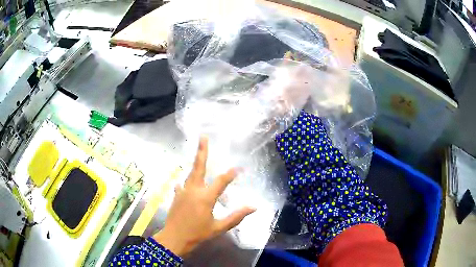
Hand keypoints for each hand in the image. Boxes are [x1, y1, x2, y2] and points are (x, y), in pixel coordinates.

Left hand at [153, 137, 255, 256]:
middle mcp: (193, 190)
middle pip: (199, 167)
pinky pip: (183, 184)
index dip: (231, 174)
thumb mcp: (219, 227)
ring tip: (199, 153)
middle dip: (202, 151)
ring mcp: (183, 191)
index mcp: (205, 197)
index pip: (221, 181)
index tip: (239, 168)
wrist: (174, 238)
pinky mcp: (176, 195)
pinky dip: (187, 181)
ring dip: (195, 163)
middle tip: (203, 137)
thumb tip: (253, 207)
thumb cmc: (198, 234)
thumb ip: (236, 217)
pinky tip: (186, 182)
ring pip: (190, 173)